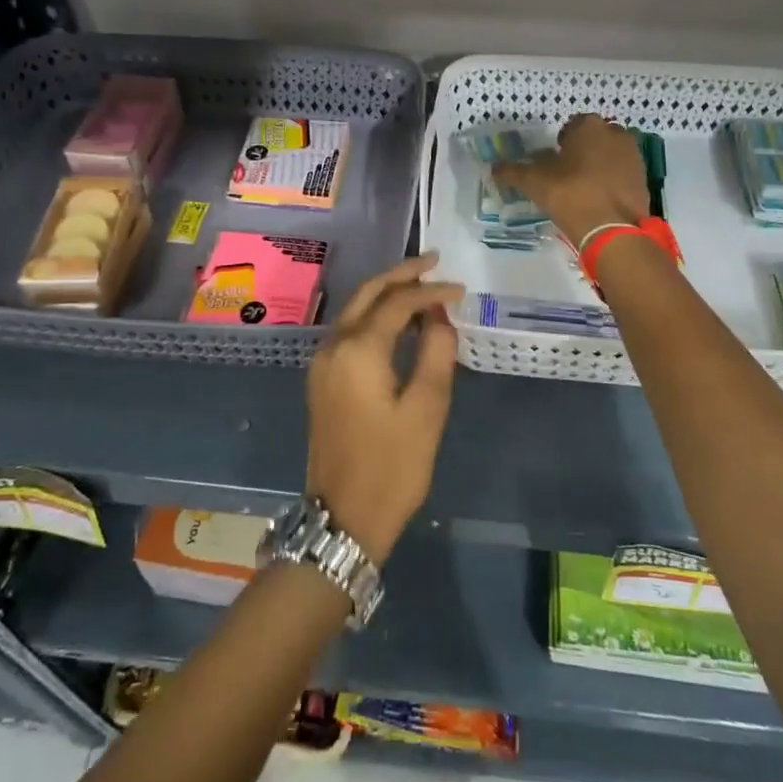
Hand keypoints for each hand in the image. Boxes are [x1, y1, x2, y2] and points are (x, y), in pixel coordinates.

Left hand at [305, 256, 463, 563]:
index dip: (430, 291)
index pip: (397, 303)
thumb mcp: (426, 409)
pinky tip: (399, 323)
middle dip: (401, 275)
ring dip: (386, 294)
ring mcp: (322, 362)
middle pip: (368, 293)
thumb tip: (440, 316)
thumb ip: (436, 353)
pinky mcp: (322, 378)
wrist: (342, 518)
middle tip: (434, 263)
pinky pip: (350, 330)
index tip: (460, 289)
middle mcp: (333, 346)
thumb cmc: (392, 466)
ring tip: (422, 287)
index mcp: (358, 350)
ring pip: (355, 310)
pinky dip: (375, 316)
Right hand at [495, 113, 648, 246]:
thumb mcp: (534, 182)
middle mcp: (615, 133)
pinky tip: (600, 199)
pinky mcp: (643, 178)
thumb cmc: (570, 195)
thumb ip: (512, 171)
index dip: (561, 142)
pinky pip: (622, 172)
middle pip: (594, 138)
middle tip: (568, 174)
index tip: (554, 161)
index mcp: (589, 126)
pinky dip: (612, 180)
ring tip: (584, 188)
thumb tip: (494, 167)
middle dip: (583, 150)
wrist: (613, 229)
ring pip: (611, 154)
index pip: (572, 126)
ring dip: (599, 164)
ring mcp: (633, 155)